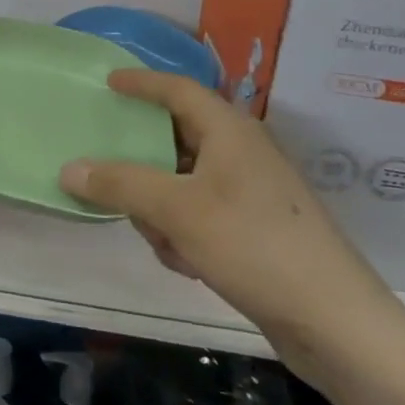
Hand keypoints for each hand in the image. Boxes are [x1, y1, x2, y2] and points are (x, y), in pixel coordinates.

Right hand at [58, 69, 404, 379]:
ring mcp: (252, 193)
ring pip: (182, 184)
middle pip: (175, 140)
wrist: (336, 323)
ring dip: (162, 210)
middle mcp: (242, 154)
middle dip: (143, 166)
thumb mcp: (175, 210)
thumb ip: (118, 184)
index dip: (142, 82)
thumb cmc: (254, 245)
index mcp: (230, 132)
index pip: (178, 89)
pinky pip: (199, 215)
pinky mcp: (256, 230)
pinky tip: (190, 265)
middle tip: (111, 177)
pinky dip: (184, 233)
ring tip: (164, 242)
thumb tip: (68, 168)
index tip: (108, 81)